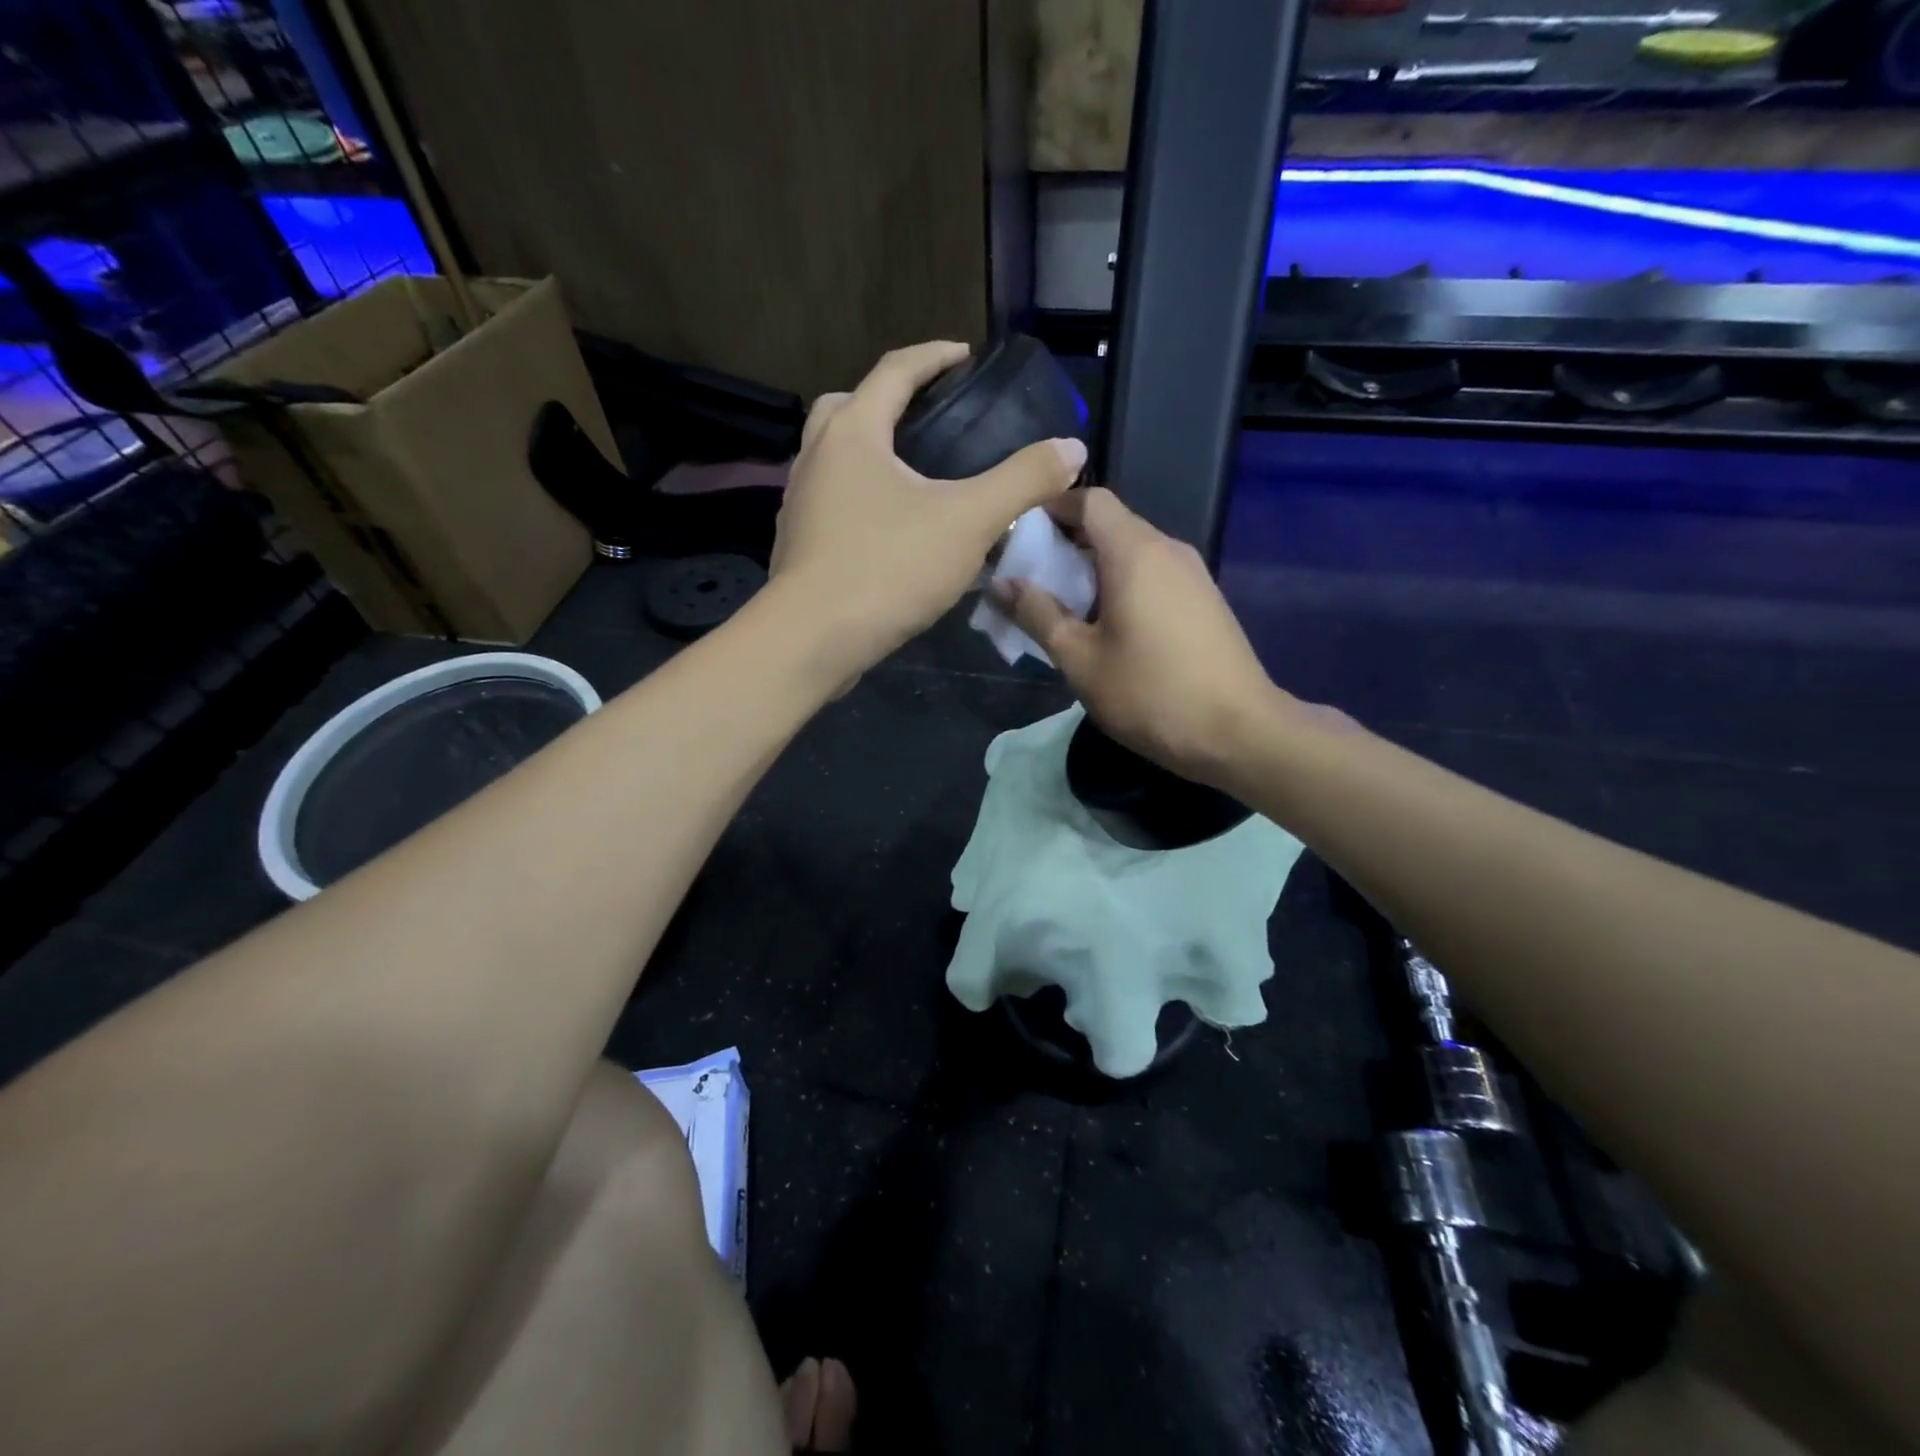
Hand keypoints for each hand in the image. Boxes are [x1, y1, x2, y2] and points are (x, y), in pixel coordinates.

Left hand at [770, 341, 1085, 677]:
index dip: (934, 357)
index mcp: (853, 432)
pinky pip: (831, 501)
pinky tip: (890, 528)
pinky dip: (859, 497)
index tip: (965, 356)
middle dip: (889, 400)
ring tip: (915, 475)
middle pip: (850, 406)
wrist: (812, 639)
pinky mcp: (798, 544)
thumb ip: (1022, 481)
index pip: (894, 370)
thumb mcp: (968, 522)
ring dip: (870, 452)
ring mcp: (800, 502)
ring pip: (834, 457)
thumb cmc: (888, 568)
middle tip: (929, 417)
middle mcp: (816, 456)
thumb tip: (1072, 448)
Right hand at [997, 488, 1290, 786]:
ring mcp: (1192, 575)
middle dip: (1066, 546)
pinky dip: (1122, 588)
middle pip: (1110, 526)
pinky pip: (1153, 577)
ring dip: (1093, 572)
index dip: (1052, 508)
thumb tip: (1001, 584)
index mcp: (1134, 552)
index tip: (1020, 537)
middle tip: (1031, 583)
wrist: (1239, 732)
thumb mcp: (1080, 659)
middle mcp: (1167, 549)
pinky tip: (1107, 630)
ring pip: (1132, 554)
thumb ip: (1037, 615)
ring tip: (1064, 612)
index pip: (1090, 501)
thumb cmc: (1150, 693)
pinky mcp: (1204, 601)